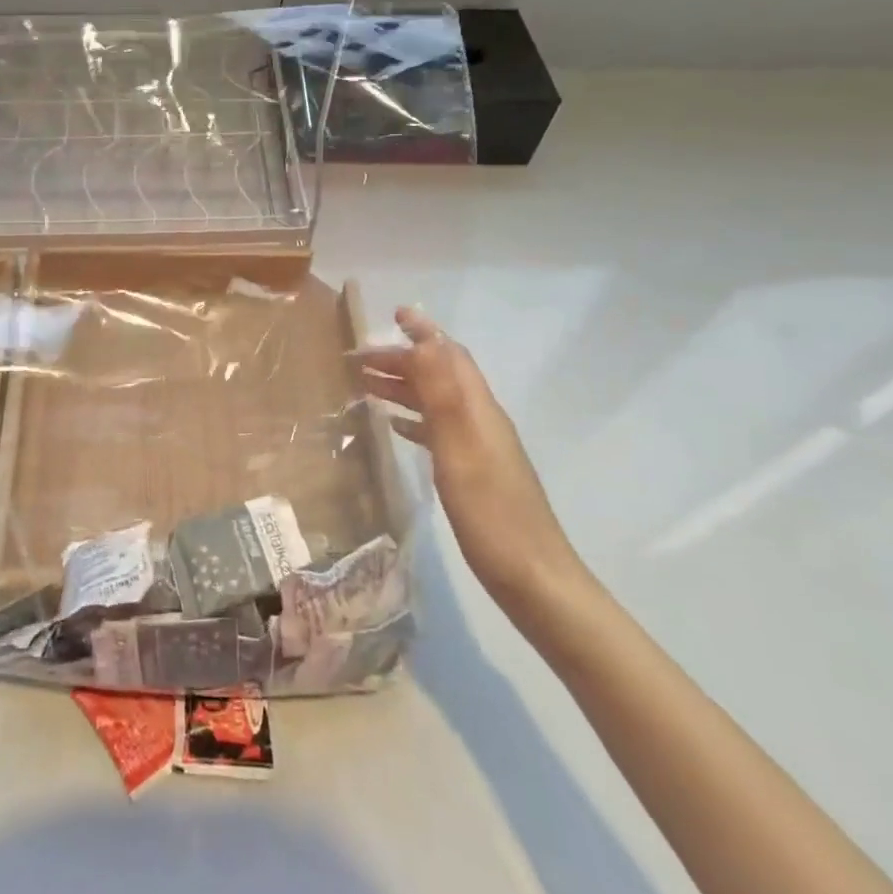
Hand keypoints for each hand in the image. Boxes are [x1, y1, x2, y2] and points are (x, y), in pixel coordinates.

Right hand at [357, 307, 581, 606]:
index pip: (451, 356)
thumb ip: (442, 395)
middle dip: (402, 360)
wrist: (533, 579)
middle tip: (358, 360)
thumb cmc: (491, 514)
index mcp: (479, 410)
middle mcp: (482, 420)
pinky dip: (414, 419)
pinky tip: (394, 428)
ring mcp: (480, 447)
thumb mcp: (460, 450)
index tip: (394, 314)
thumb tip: (425, 341)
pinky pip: (439, 430)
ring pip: (437, 402)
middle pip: (440, 375)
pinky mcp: (475, 472)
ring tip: (365, 386)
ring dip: (404, 387)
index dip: (424, 333)